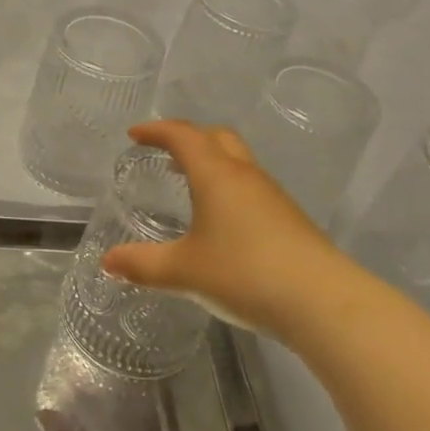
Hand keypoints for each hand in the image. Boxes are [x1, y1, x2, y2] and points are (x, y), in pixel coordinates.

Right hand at [101, 121, 364, 340]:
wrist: (321, 300)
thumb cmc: (244, 273)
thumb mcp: (184, 271)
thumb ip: (143, 264)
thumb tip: (108, 261)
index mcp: (216, 174)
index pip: (183, 135)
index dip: (157, 130)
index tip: (135, 134)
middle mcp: (245, 175)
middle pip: (216, 138)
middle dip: (188, 137)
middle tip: (165, 152)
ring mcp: (272, 195)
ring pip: (237, 161)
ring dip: (211, 161)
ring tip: (189, 182)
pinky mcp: (289, 218)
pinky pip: (251, 187)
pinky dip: (228, 186)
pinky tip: (222, 219)